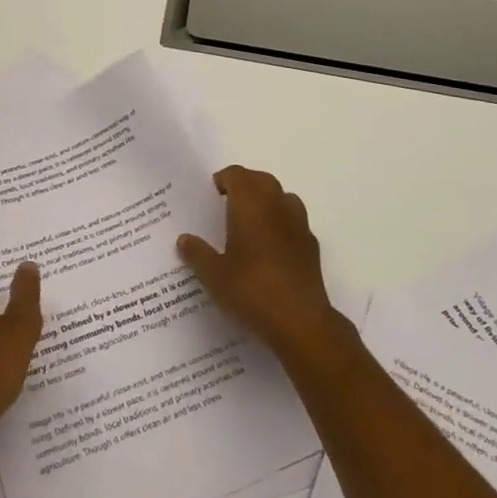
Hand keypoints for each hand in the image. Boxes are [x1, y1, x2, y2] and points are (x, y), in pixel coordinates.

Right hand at [178, 166, 351, 367]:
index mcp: (250, 205)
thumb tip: (184, 240)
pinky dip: (283, 224)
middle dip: (245, 185)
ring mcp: (299, 225)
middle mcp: (277, 206)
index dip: (224, 179)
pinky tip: (272, 249)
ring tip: (251, 223)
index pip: (237, 175)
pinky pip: (295, 223)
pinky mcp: (312, 247)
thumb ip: (198, 254)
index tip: (211, 194)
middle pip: (262, 180)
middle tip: (228, 204)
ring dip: (268, 201)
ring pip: (283, 198)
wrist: (300, 322)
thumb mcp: (214, 275)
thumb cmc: (251, 290)